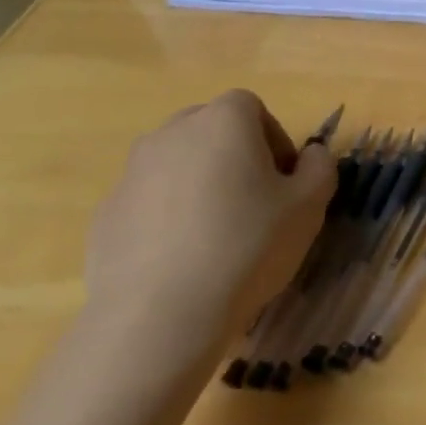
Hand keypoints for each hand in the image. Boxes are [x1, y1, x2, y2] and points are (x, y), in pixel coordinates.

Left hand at [83, 91, 335, 374]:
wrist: (159, 316)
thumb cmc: (248, 246)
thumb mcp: (310, 205)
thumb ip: (320, 167)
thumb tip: (310, 155)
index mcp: (223, 121)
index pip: (252, 109)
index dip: (274, 140)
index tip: (284, 182)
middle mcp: (172, 134)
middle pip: (210, 130)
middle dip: (234, 157)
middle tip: (254, 203)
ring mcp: (131, 173)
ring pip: (176, 165)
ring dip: (198, 186)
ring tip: (216, 236)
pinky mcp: (105, 215)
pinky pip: (148, 203)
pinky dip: (166, 219)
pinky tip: (182, 260)